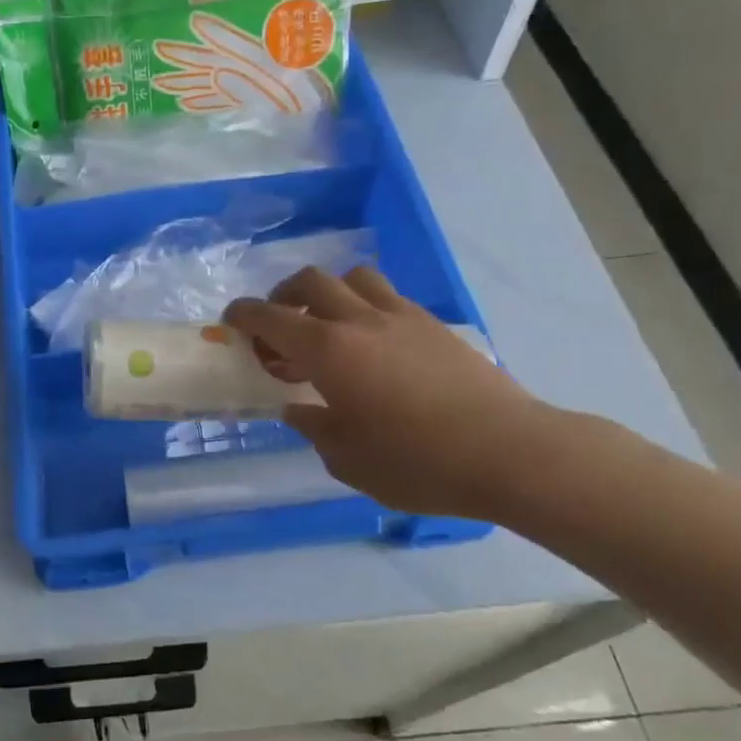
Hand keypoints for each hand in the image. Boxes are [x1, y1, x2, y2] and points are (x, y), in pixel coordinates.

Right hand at [224, 267, 561, 520]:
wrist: (509, 453)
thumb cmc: (417, 463)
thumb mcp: (347, 459)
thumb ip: (314, 427)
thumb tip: (299, 408)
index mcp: (328, 351)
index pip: (270, 317)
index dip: (243, 315)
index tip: (231, 322)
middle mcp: (360, 321)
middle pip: (310, 281)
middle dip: (283, 296)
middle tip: (279, 327)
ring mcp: (402, 317)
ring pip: (354, 277)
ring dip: (330, 293)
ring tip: (329, 326)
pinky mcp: (434, 326)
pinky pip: (388, 297)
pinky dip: (367, 307)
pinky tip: (374, 344)